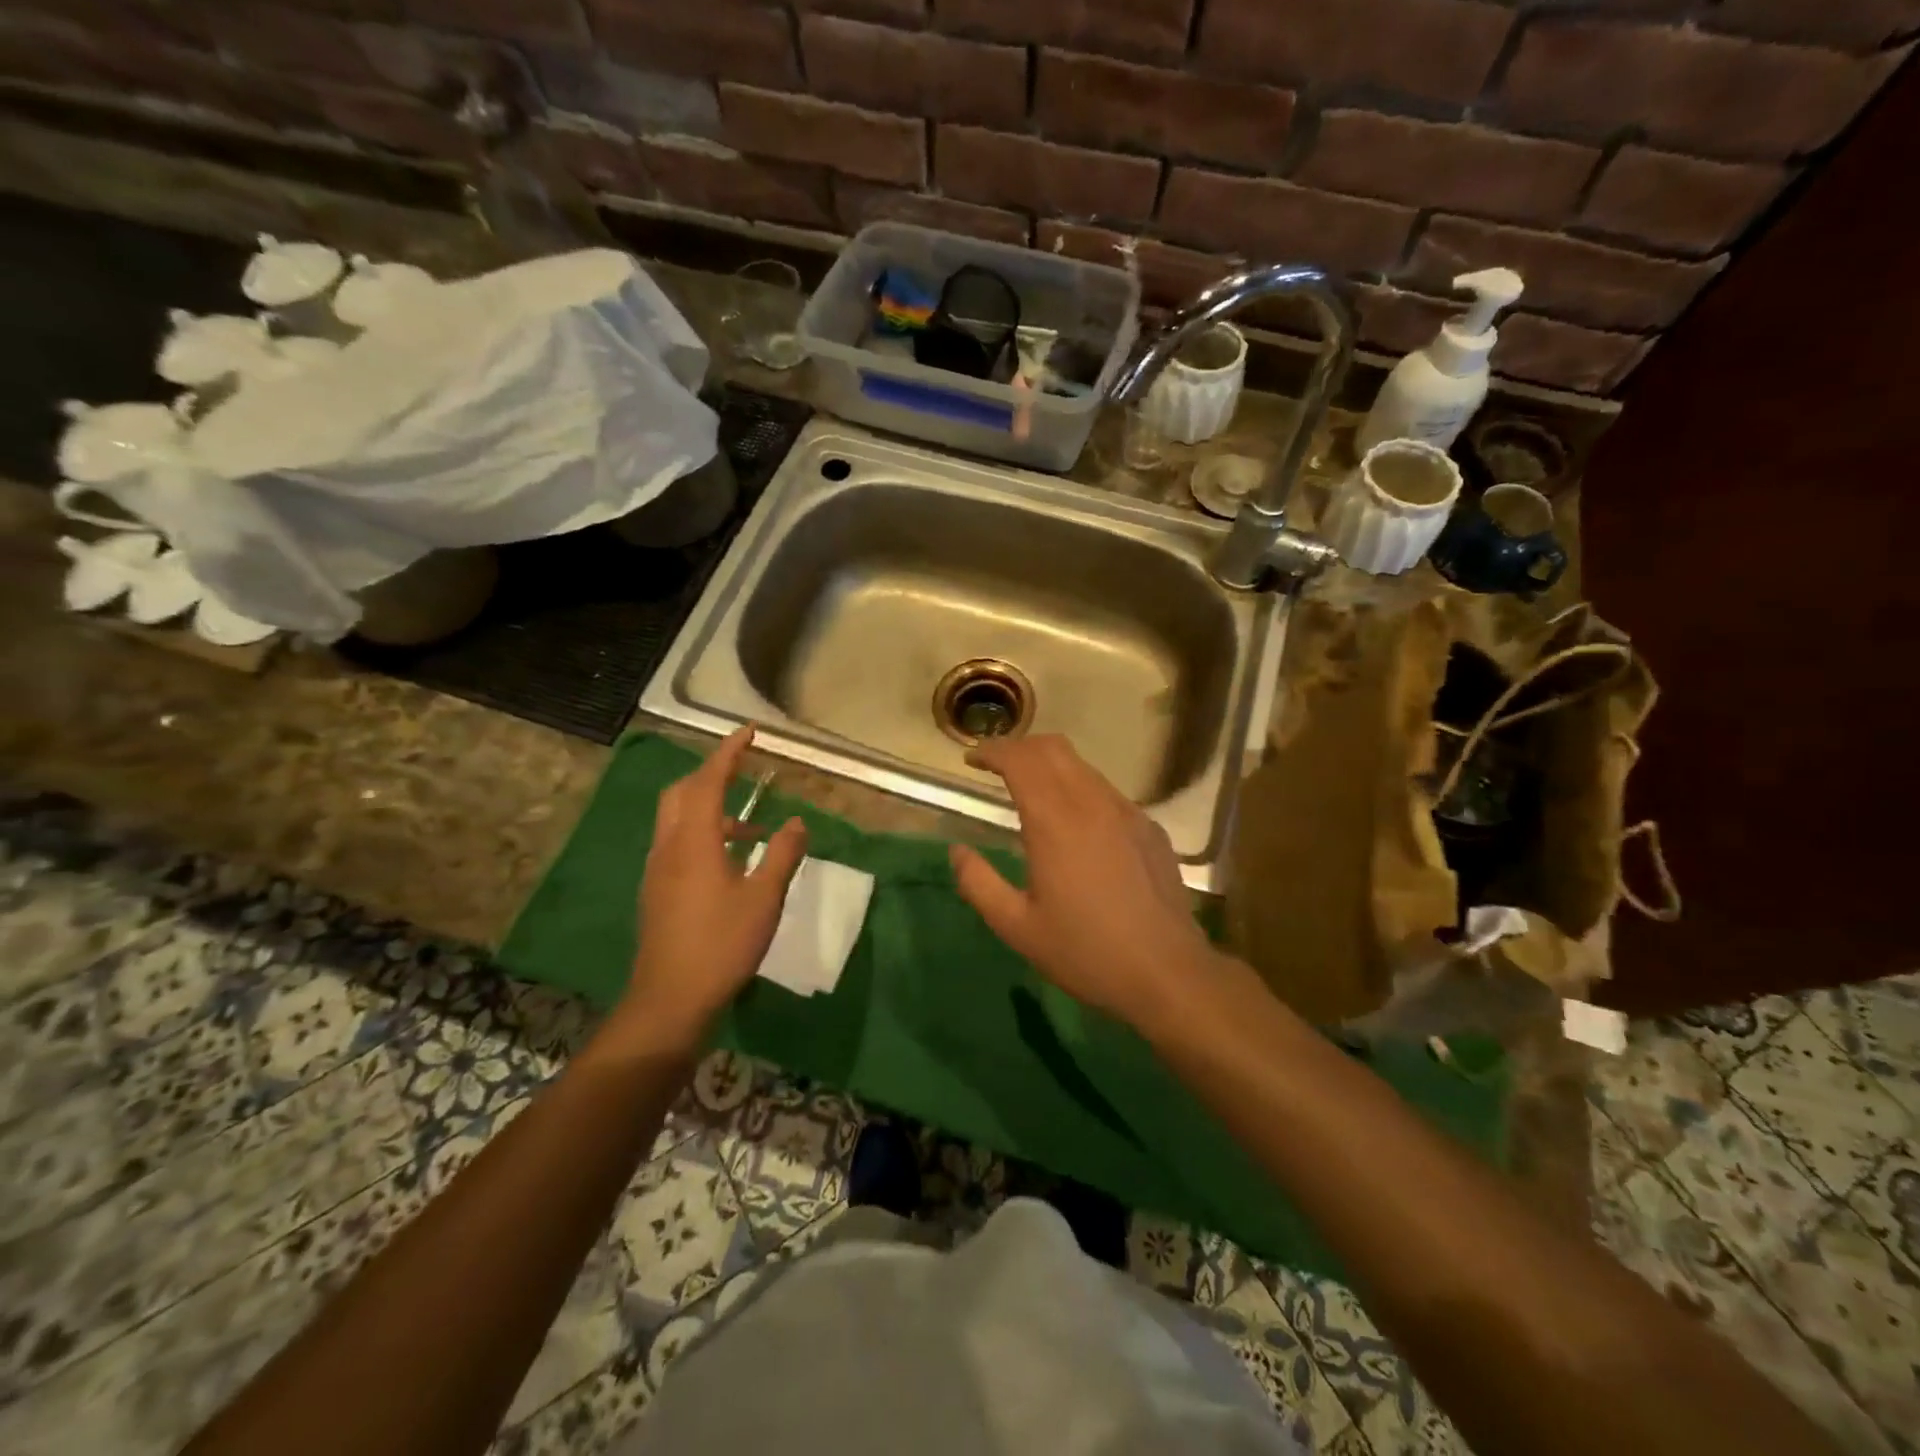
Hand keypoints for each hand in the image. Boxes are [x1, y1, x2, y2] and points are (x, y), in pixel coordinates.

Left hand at [620, 726, 806, 1044]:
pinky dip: (702, 832)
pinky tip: (730, 859)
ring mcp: (658, 868)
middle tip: (744, 770)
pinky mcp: (657, 889)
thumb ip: (783, 854)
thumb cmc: (722, 944)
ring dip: (709, 806)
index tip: (749, 731)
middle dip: (712, 773)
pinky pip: (677, 841)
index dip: (729, 752)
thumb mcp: (764, 898)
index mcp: (695, 841)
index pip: (709, 781)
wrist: (670, 998)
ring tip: (752, 827)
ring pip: (677, 818)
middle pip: (682, 792)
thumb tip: (798, 822)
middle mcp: (670, 846)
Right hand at [949, 734, 1222, 1032]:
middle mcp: (1092, 803)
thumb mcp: (1017, 927)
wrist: (1167, 973)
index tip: (973, 760)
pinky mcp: (1150, 828)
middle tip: (997, 768)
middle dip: (1020, 747)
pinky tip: (1077, 824)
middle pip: (1053, 748)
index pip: (1021, 760)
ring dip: (1051, 766)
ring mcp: (1127, 812)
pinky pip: (1107, 792)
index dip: (993, 751)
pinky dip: (1080, 789)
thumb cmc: (1085, 952)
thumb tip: (957, 851)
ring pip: (1083, 767)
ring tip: (1032, 791)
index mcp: (1055, 822)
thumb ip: (979, 884)